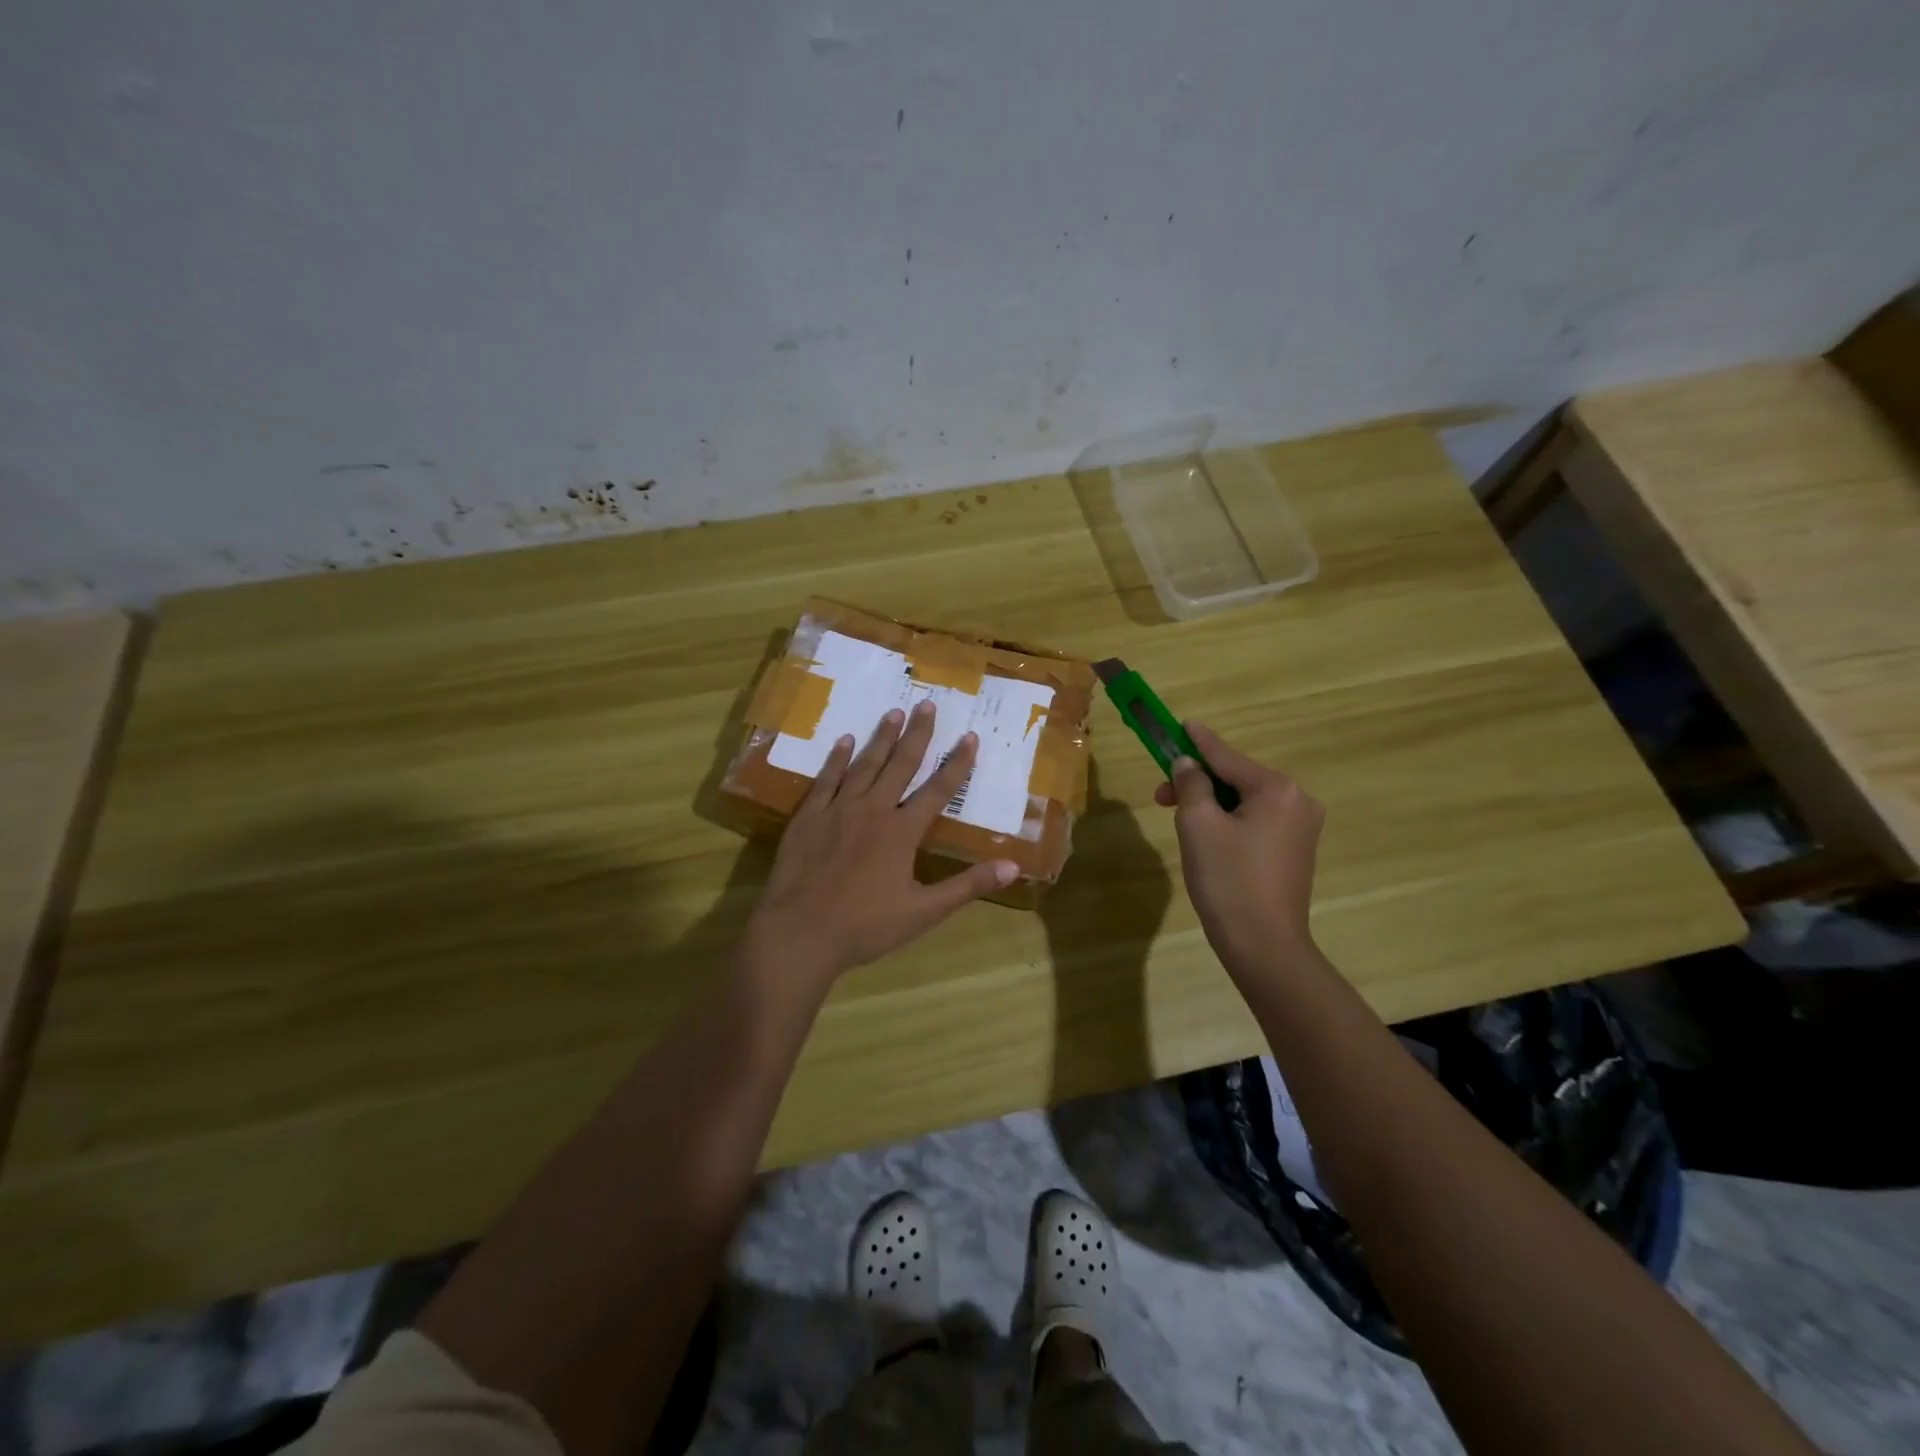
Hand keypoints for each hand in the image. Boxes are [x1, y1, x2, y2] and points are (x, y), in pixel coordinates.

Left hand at [742, 700, 1018, 987]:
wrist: (800, 933)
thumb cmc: (866, 926)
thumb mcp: (925, 912)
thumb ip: (968, 886)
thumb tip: (1014, 866)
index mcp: (902, 832)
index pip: (938, 791)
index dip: (957, 764)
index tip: (969, 737)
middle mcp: (873, 810)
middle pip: (900, 765)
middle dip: (917, 735)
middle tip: (927, 704)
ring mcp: (838, 810)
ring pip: (865, 765)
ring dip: (881, 738)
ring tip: (893, 712)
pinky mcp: (808, 817)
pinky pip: (826, 780)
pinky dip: (837, 759)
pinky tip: (844, 741)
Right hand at [1152, 721, 1324, 972]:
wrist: (1263, 945)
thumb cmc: (1228, 879)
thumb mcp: (1198, 825)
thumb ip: (1191, 784)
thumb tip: (1188, 764)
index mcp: (1277, 790)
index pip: (1227, 757)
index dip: (1198, 742)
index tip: (1181, 723)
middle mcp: (1297, 802)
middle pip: (1236, 779)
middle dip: (1197, 782)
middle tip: (1161, 794)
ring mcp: (1301, 829)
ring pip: (1244, 802)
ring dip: (1210, 803)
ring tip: (1179, 819)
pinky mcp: (1295, 852)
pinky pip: (1255, 822)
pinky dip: (1228, 821)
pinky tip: (1206, 836)